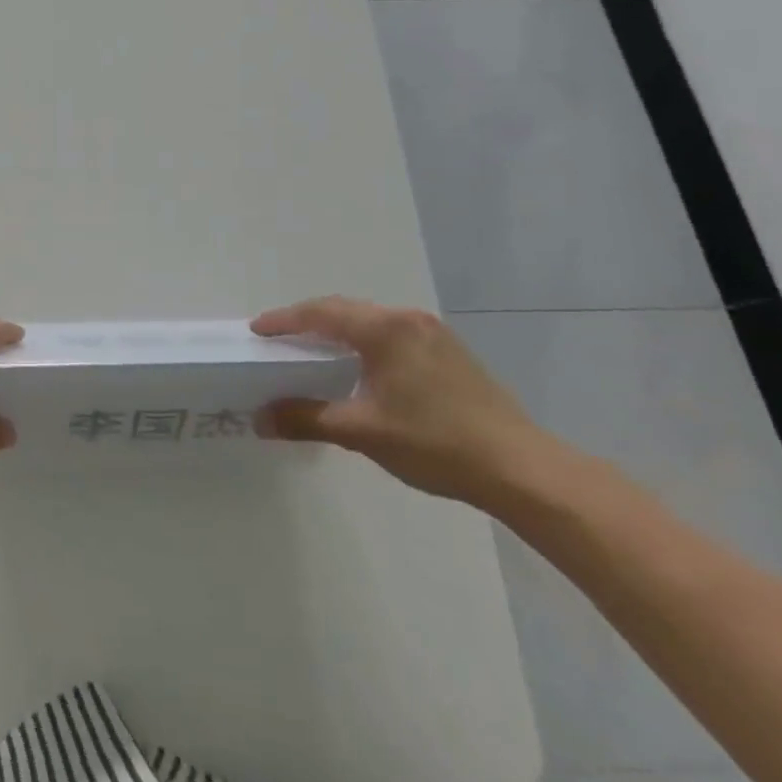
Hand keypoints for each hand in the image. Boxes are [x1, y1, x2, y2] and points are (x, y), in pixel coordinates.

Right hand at [251, 297, 560, 507]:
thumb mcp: (362, 431)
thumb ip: (306, 419)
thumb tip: (260, 418)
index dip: (284, 321)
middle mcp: (408, 320)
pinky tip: (359, 366)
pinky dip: (365, 342)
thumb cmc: (436, 443)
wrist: (524, 471)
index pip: (321, 313)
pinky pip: (393, 335)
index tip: (256, 330)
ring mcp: (435, 334)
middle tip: (280, 339)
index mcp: (385, 329)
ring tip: (313, 351)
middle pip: (345, 310)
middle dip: (308, 322)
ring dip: (338, 331)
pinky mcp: (452, 353)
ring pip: (371, 321)